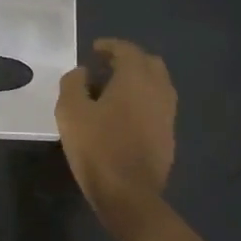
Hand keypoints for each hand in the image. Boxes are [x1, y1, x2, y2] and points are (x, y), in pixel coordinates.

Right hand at [55, 38, 176, 223]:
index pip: (127, 50)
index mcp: (136, 78)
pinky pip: (158, 106)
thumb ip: (73, 84)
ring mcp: (168, 114)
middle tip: (106, 67)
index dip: (110, 46)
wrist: (130, 195)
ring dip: (138, 81)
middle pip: (149, 63)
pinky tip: (125, 116)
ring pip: (157, 85)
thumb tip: (82, 72)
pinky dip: (143, 101)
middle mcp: (158, 90)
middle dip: (129, 60)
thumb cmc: (97, 148)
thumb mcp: (70, 112)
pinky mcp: (169, 136)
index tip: (94, 49)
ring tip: (114, 91)